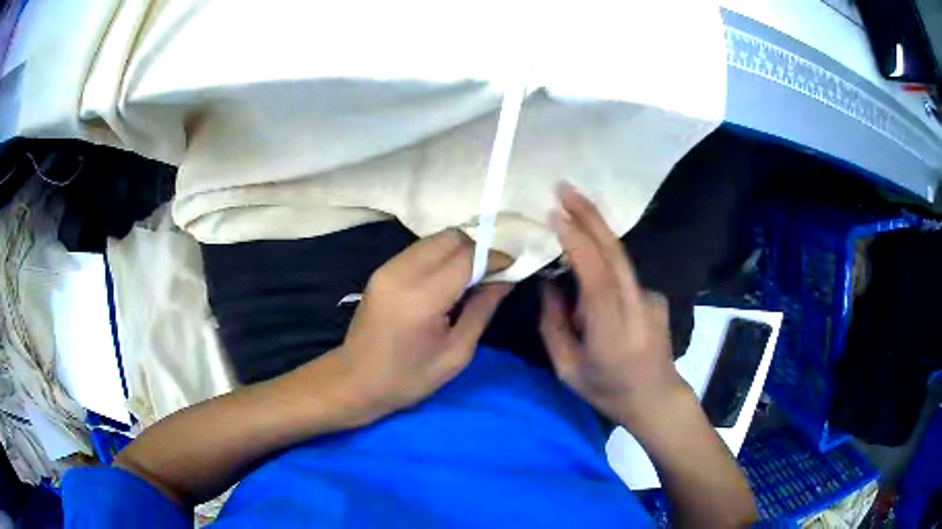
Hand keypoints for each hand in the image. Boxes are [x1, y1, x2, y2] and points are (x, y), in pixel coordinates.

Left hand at [332, 229, 511, 421]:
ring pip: (435, 239)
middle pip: (451, 237)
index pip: (467, 256)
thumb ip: (482, 309)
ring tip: (472, 277)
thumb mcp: (456, 353)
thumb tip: (506, 278)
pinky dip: (441, 255)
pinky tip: (448, 279)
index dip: (495, 257)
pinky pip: (420, 249)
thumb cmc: (408, 378)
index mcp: (422, 298)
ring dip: (460, 250)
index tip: (513, 268)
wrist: (355, 381)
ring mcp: (388, 267)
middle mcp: (402, 272)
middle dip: (478, 248)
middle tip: (493, 273)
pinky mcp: (382, 269)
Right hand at [539, 183, 687, 428]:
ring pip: (618, 260)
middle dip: (589, 215)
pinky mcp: (655, 296)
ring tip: (570, 230)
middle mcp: (637, 305)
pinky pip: (623, 276)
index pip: (596, 275)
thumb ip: (553, 325)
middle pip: (614, 251)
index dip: (577, 241)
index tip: (555, 214)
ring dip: (592, 240)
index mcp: (612, 329)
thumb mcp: (568, 368)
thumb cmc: (608, 390)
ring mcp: (651, 298)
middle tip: (564, 187)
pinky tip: (596, 303)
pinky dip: (604, 274)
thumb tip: (546, 284)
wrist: (657, 398)